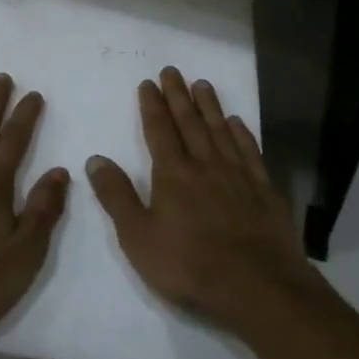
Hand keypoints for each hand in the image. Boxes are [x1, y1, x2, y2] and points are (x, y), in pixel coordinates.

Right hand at [87, 67, 324, 337]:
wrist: (259, 288)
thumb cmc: (190, 265)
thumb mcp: (139, 237)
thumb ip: (117, 197)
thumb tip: (95, 159)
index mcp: (173, 174)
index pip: (159, 130)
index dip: (152, 105)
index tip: (148, 82)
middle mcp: (205, 164)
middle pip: (189, 122)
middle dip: (178, 95)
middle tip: (172, 71)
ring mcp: (238, 175)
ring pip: (220, 130)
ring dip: (209, 106)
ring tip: (202, 84)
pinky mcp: (263, 190)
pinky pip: (250, 152)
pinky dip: (242, 133)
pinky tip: (238, 123)